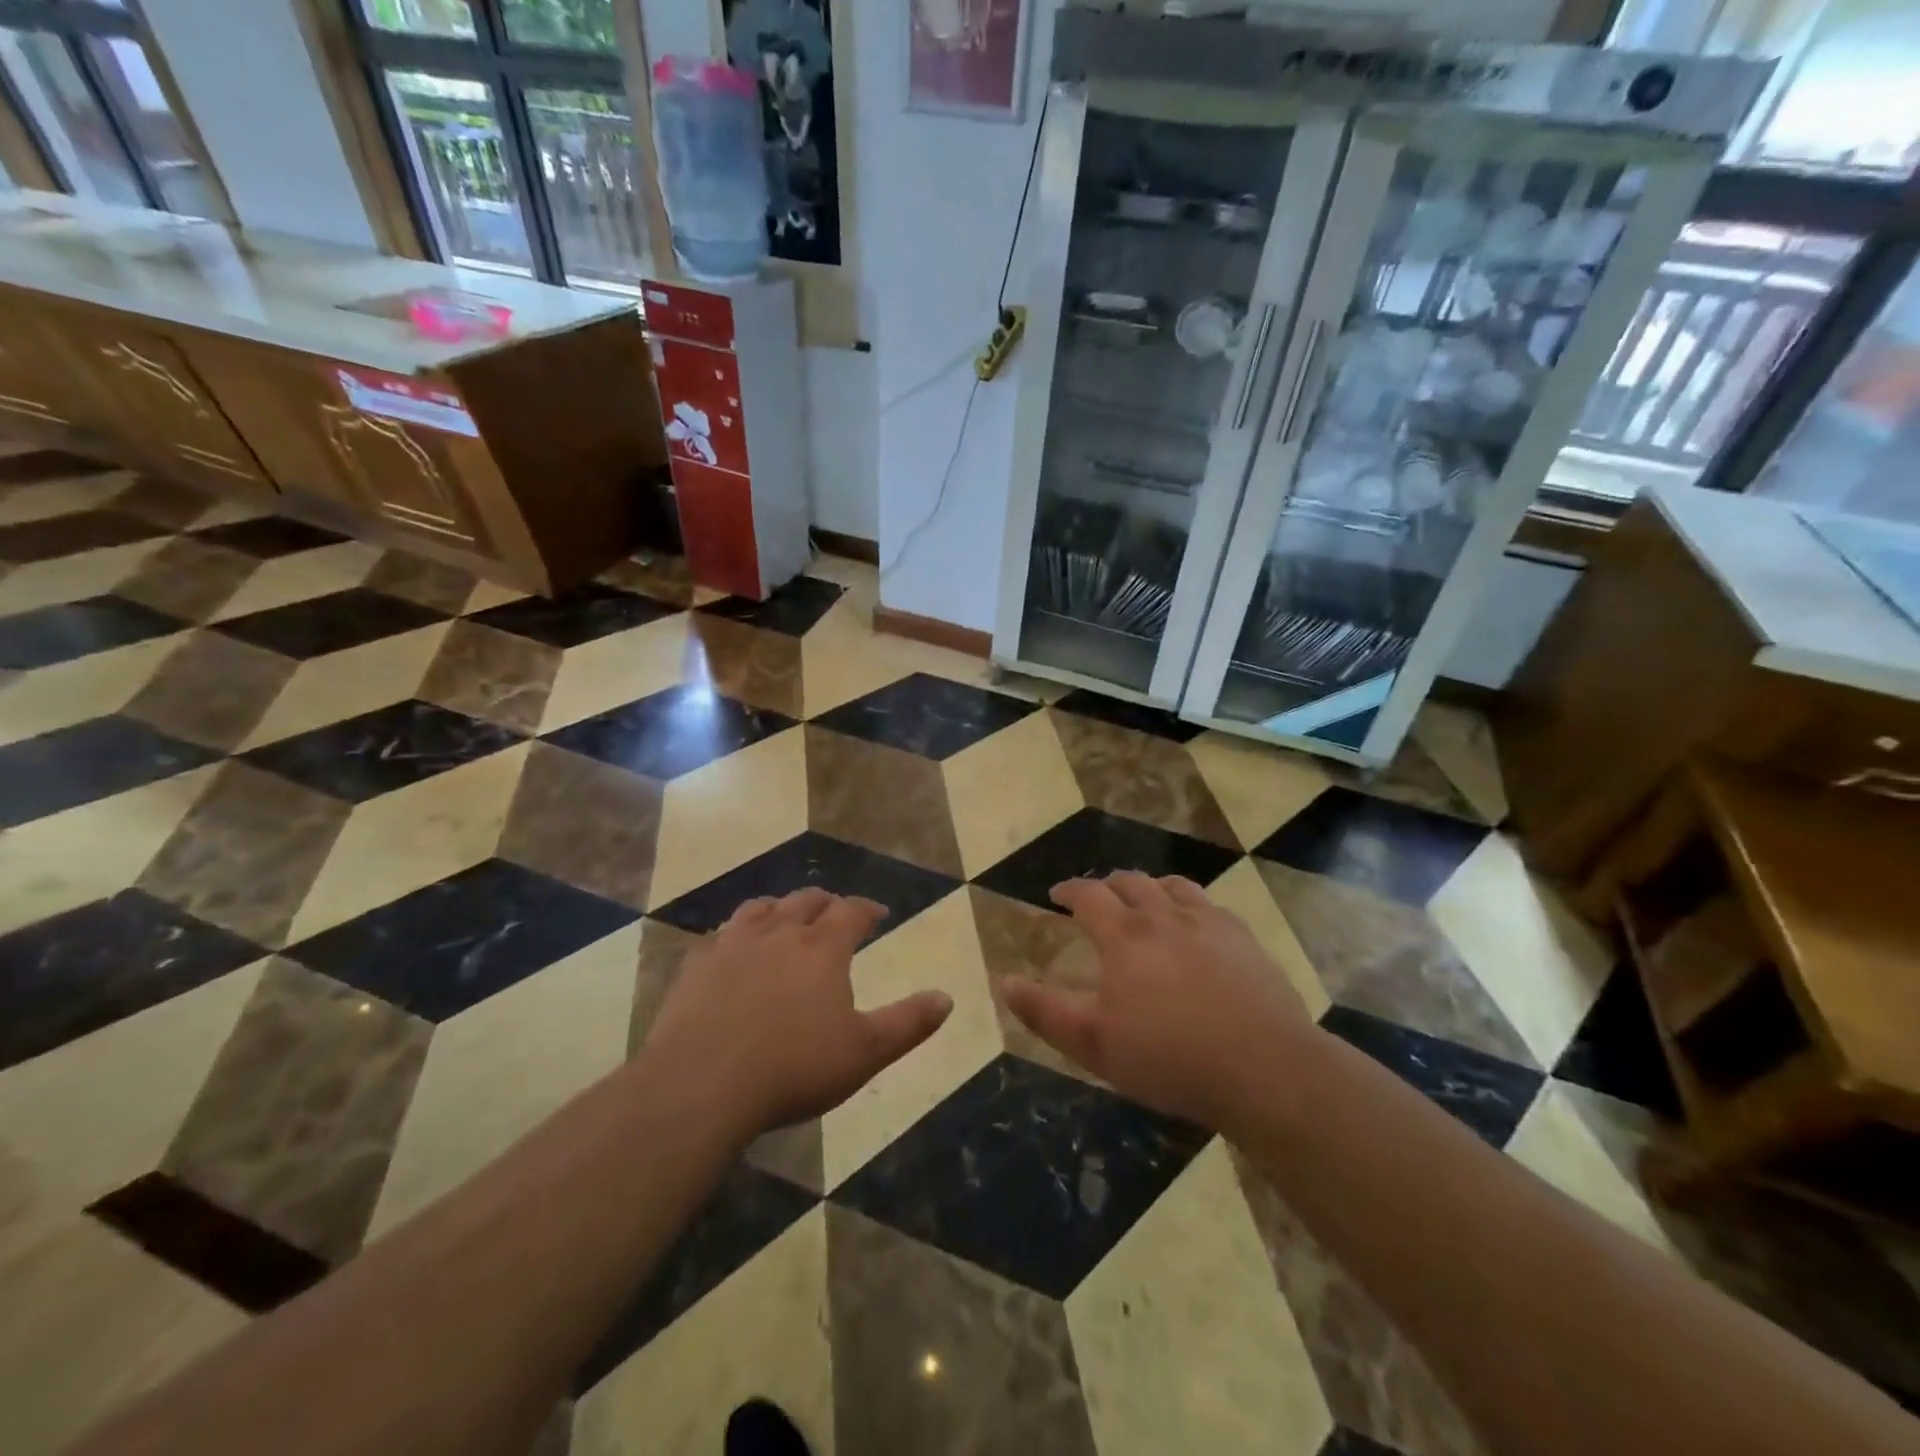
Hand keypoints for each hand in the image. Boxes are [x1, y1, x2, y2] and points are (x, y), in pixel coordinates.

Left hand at [642, 888, 953, 1141]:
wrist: (701, 1085)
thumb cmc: (793, 1068)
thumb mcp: (864, 1052)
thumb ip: (908, 1023)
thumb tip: (947, 998)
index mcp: (822, 949)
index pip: (851, 912)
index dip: (867, 909)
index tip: (879, 913)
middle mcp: (779, 934)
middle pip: (805, 901)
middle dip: (825, 903)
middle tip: (835, 910)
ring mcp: (732, 945)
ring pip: (760, 909)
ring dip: (779, 908)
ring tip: (785, 916)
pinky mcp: (696, 966)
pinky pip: (719, 935)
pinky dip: (734, 934)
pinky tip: (732, 948)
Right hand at [1000, 872, 1315, 1131]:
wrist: (1265, 1069)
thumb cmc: (1170, 1059)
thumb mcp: (1094, 1045)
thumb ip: (1045, 1012)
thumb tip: (1003, 982)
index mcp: (1125, 937)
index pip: (1089, 895)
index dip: (1069, 890)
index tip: (1056, 894)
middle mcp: (1164, 916)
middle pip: (1131, 882)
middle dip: (1107, 884)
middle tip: (1097, 898)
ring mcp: (1209, 923)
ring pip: (1172, 886)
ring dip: (1149, 887)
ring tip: (1143, 900)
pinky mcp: (1244, 939)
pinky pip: (1210, 904)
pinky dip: (1189, 903)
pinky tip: (1194, 922)